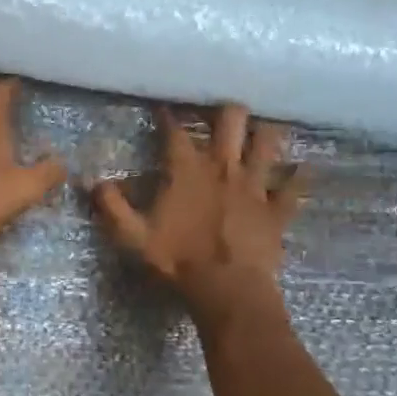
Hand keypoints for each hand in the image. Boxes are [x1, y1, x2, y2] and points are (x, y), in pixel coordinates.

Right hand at [92, 104, 299, 332]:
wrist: (227, 289)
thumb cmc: (178, 261)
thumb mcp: (133, 237)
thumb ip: (112, 207)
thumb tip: (94, 182)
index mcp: (187, 171)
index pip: (175, 132)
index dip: (167, 115)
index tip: (163, 105)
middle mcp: (224, 167)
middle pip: (231, 119)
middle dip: (224, 109)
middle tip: (218, 111)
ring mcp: (255, 185)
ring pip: (268, 141)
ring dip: (265, 132)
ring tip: (260, 129)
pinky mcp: (277, 208)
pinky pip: (294, 186)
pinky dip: (298, 177)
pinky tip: (302, 169)